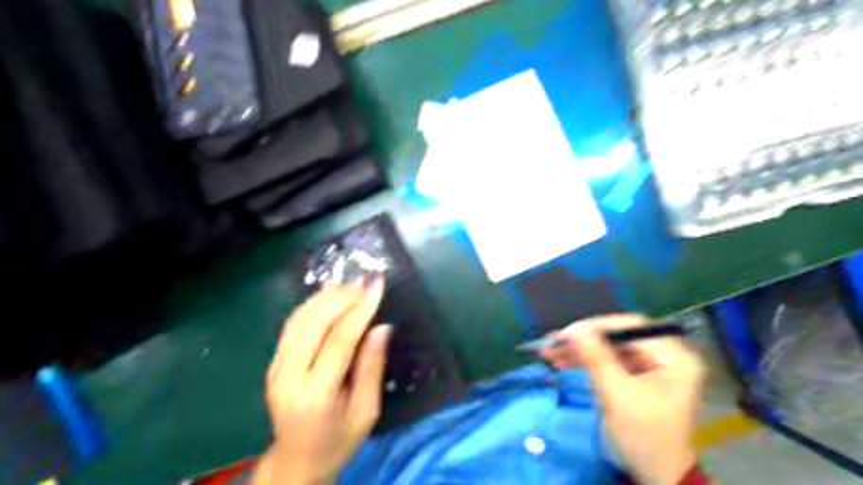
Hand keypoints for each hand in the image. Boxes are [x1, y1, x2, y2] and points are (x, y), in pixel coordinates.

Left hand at [253, 281, 390, 483]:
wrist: (296, 462)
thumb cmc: (338, 441)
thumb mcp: (366, 412)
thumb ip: (372, 368)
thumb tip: (382, 327)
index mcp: (316, 394)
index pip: (339, 340)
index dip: (360, 309)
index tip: (378, 286)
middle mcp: (289, 376)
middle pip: (315, 323)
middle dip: (343, 297)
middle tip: (366, 281)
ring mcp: (276, 367)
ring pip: (300, 319)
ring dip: (326, 296)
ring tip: (351, 283)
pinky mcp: (274, 362)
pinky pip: (292, 325)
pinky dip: (312, 304)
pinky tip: (329, 295)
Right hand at [541, 314, 703, 483]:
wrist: (657, 476)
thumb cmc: (643, 436)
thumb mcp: (617, 395)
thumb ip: (596, 359)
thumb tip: (572, 330)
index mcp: (674, 357)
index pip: (631, 326)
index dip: (596, 327)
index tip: (566, 334)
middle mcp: (666, 355)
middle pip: (618, 336)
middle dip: (584, 339)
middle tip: (554, 342)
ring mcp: (652, 366)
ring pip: (610, 347)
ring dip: (581, 350)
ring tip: (551, 352)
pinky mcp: (638, 376)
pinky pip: (610, 360)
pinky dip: (588, 361)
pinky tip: (563, 361)